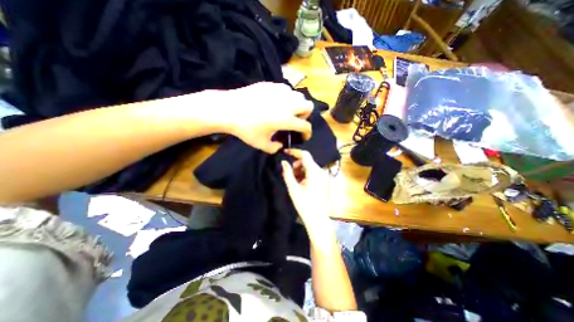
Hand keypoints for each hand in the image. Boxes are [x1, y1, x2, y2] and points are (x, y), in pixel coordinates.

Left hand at [220, 81, 312, 153]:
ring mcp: (280, 92)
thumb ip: (274, 148)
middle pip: (308, 106)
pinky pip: (286, 90)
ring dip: (297, 105)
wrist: (229, 109)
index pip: (306, 126)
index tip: (304, 136)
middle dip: (306, 115)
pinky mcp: (271, 85)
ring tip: (286, 111)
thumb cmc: (246, 129)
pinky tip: (275, 102)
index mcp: (287, 119)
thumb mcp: (261, 144)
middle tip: (296, 120)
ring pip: (298, 96)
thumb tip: (280, 145)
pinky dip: (286, 97)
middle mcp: (288, 104)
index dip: (308, 133)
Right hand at [281, 148, 328, 226]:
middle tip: (289, 174)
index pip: (305, 155)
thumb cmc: (304, 204)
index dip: (294, 152)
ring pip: (310, 167)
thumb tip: (283, 162)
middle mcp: (322, 171)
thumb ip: (287, 173)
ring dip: (300, 170)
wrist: (317, 218)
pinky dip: (306, 174)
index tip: (285, 152)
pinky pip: (314, 173)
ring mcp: (324, 176)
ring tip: (295, 180)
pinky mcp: (325, 181)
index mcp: (315, 172)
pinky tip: (301, 183)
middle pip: (307, 161)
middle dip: (296, 164)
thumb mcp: (293, 188)